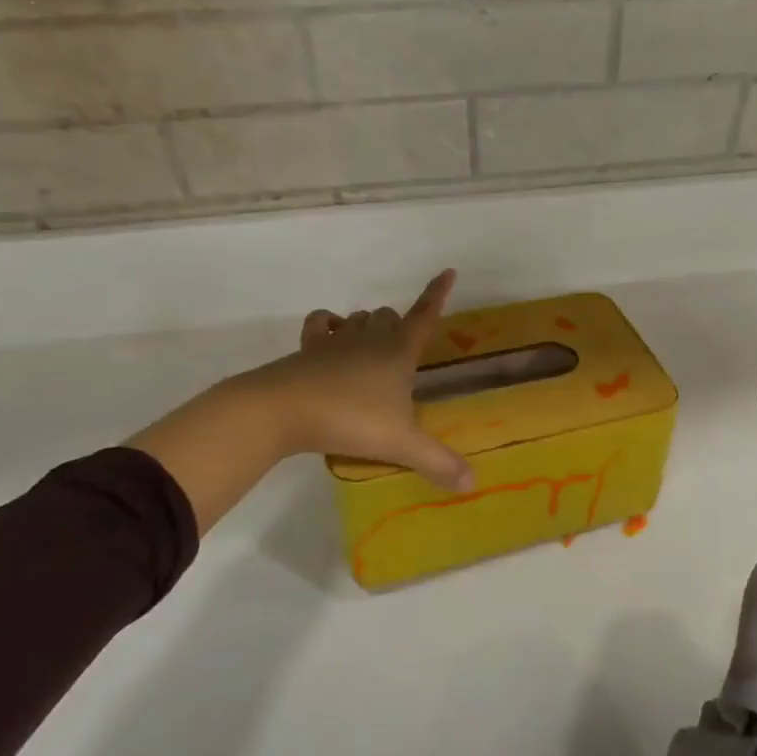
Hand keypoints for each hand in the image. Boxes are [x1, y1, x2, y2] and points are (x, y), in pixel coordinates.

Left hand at [127, 270, 471, 536]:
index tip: (448, 271)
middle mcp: (370, 339)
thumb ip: (437, 462)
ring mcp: (335, 342)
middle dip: (398, 323)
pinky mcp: (306, 351)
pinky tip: (330, 338)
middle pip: (389, 316)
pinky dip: (328, 325)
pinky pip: (321, 324)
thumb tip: (473, 484)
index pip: (424, 315)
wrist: (283, 411)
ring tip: (370, 344)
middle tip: (401, 347)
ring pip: (358, 318)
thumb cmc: (351, 419)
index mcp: (398, 352)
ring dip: (367, 324)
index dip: (437, 294)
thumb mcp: (401, 444)